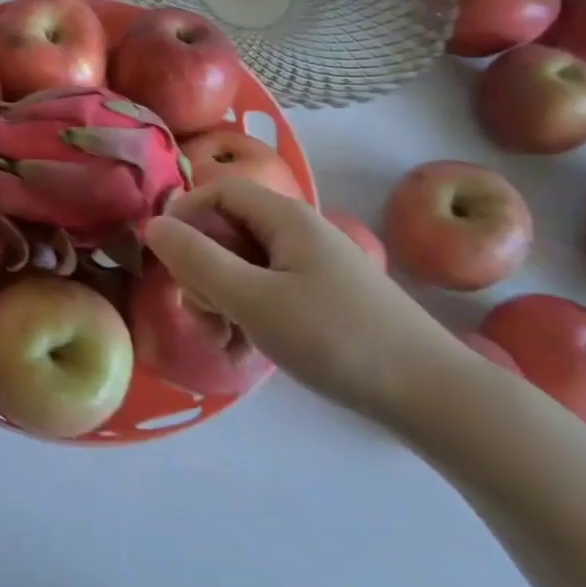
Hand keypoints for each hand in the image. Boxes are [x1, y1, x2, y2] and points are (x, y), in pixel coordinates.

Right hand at [143, 179, 467, 424]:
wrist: (433, 396)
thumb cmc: (338, 339)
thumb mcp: (254, 300)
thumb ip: (198, 261)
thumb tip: (152, 226)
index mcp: (286, 218)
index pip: (217, 190)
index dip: (184, 214)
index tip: (166, 258)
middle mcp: (298, 232)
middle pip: (228, 229)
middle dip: (201, 266)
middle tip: (201, 311)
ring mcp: (312, 266)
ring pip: (244, 264)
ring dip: (221, 295)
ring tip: (224, 338)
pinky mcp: (322, 297)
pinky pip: (267, 289)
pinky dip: (247, 312)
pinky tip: (246, 348)